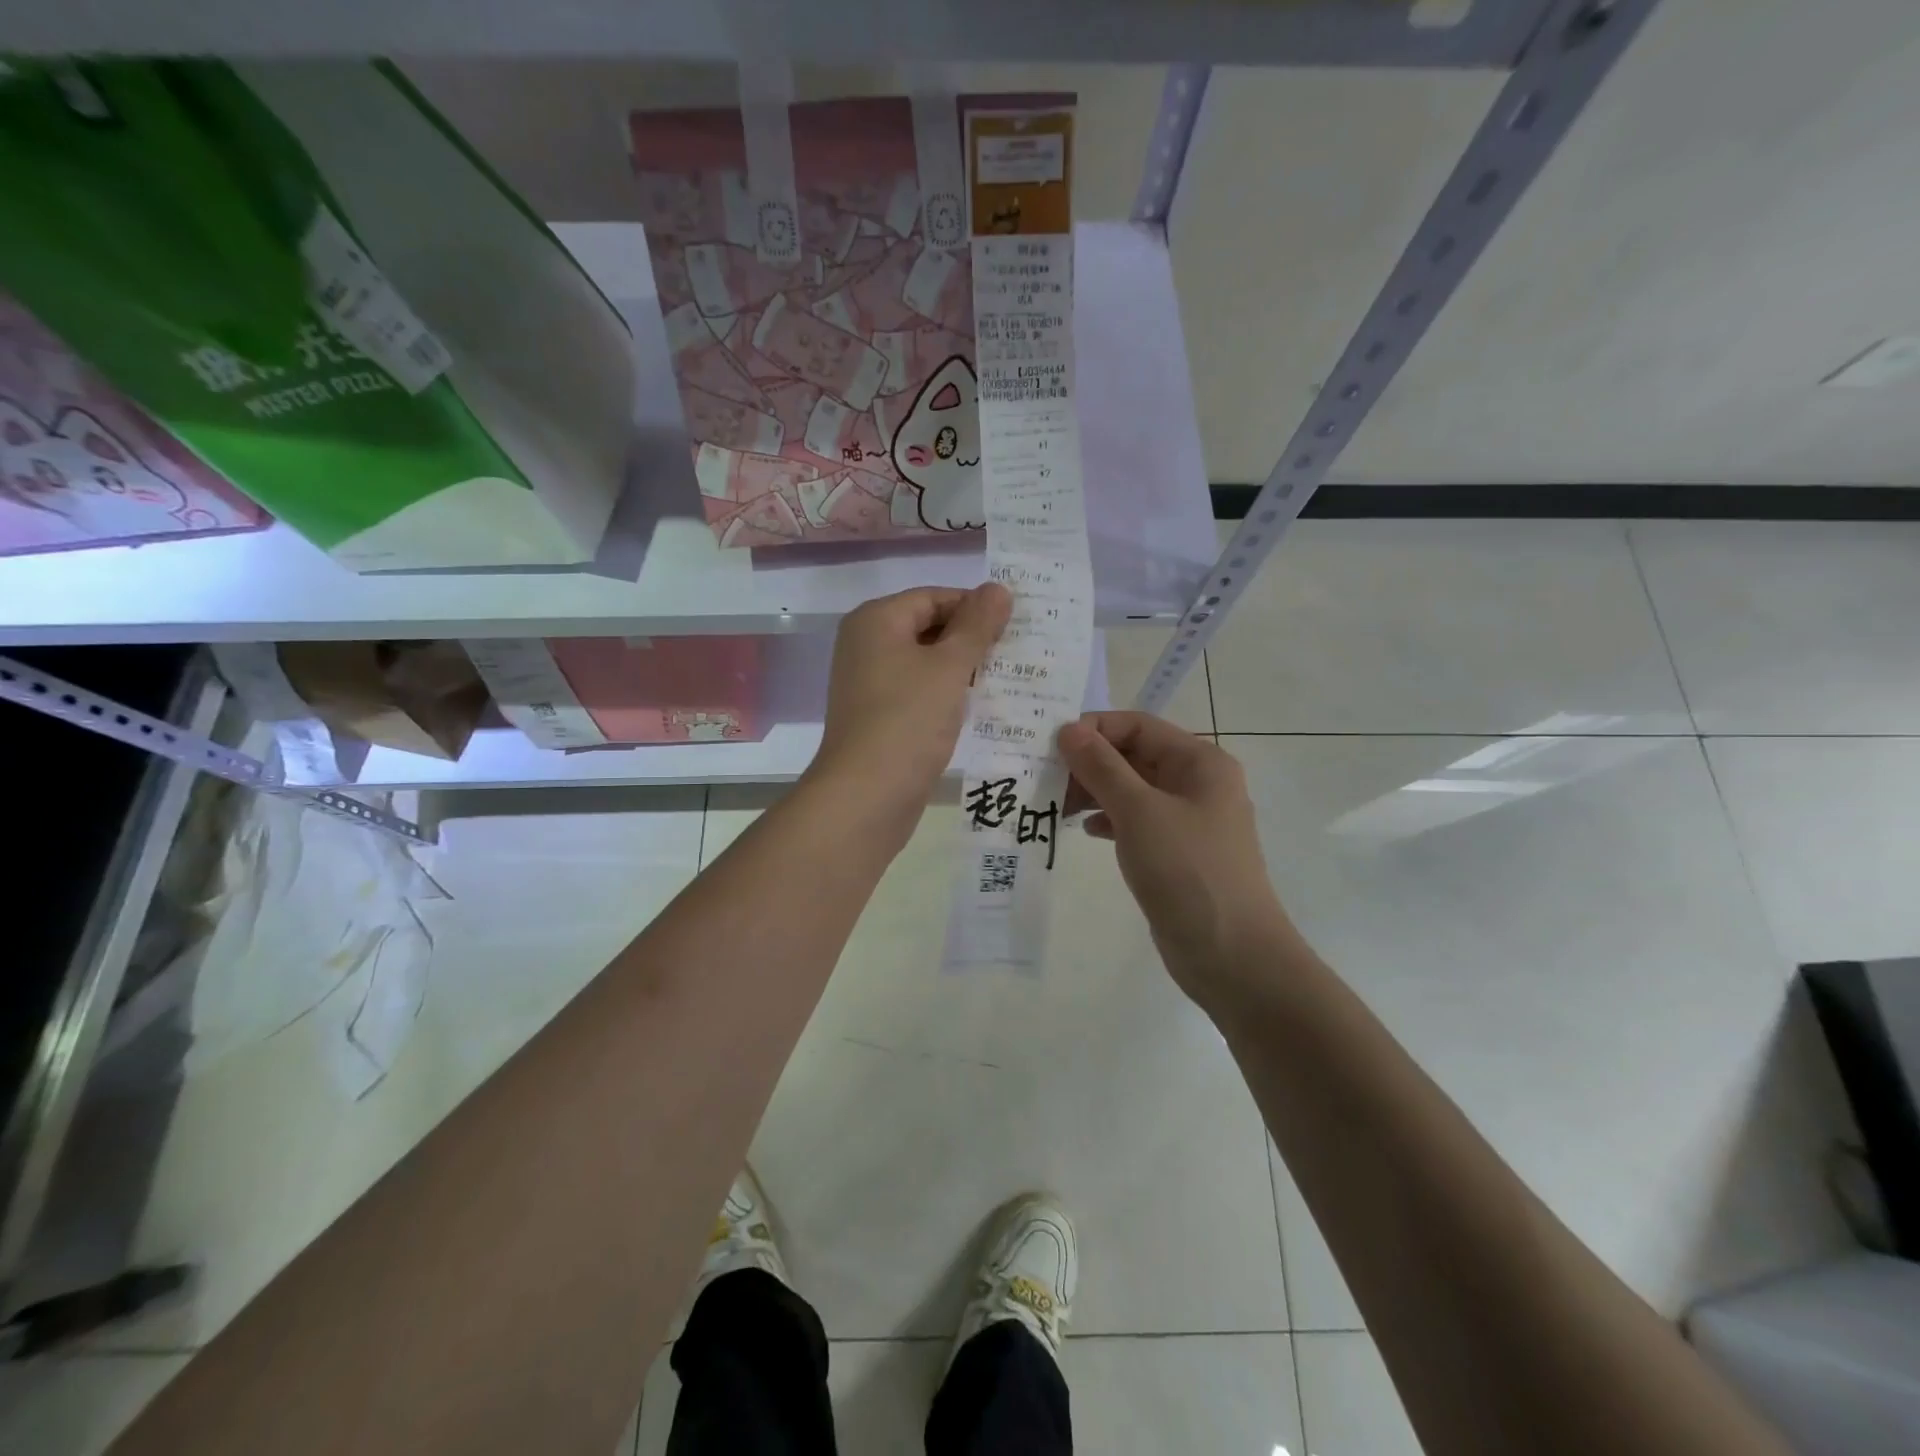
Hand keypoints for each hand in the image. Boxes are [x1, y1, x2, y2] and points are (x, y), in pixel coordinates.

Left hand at [809, 583, 1011, 823]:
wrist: (866, 796)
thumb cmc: (908, 720)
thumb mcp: (949, 667)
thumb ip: (976, 625)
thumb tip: (998, 588)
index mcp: (876, 620)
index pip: (934, 597)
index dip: (975, 607)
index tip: (1015, 625)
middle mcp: (866, 645)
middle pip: (927, 627)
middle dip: (971, 639)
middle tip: (1018, 652)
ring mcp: (868, 683)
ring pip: (925, 663)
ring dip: (962, 670)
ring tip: (1007, 679)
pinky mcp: (878, 717)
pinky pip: (918, 693)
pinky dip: (946, 695)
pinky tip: (978, 709)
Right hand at [1060, 712, 1291, 1007]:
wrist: (1231, 955)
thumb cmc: (1187, 871)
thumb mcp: (1139, 812)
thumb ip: (1101, 767)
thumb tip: (1069, 729)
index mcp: (1200, 762)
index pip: (1138, 726)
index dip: (1094, 729)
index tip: (1050, 746)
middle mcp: (1196, 783)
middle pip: (1134, 756)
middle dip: (1090, 763)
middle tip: (1044, 778)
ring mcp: (1188, 820)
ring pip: (1132, 790)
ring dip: (1094, 792)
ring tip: (1056, 806)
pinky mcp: (1176, 852)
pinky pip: (1136, 821)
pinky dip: (1109, 820)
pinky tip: (1085, 831)